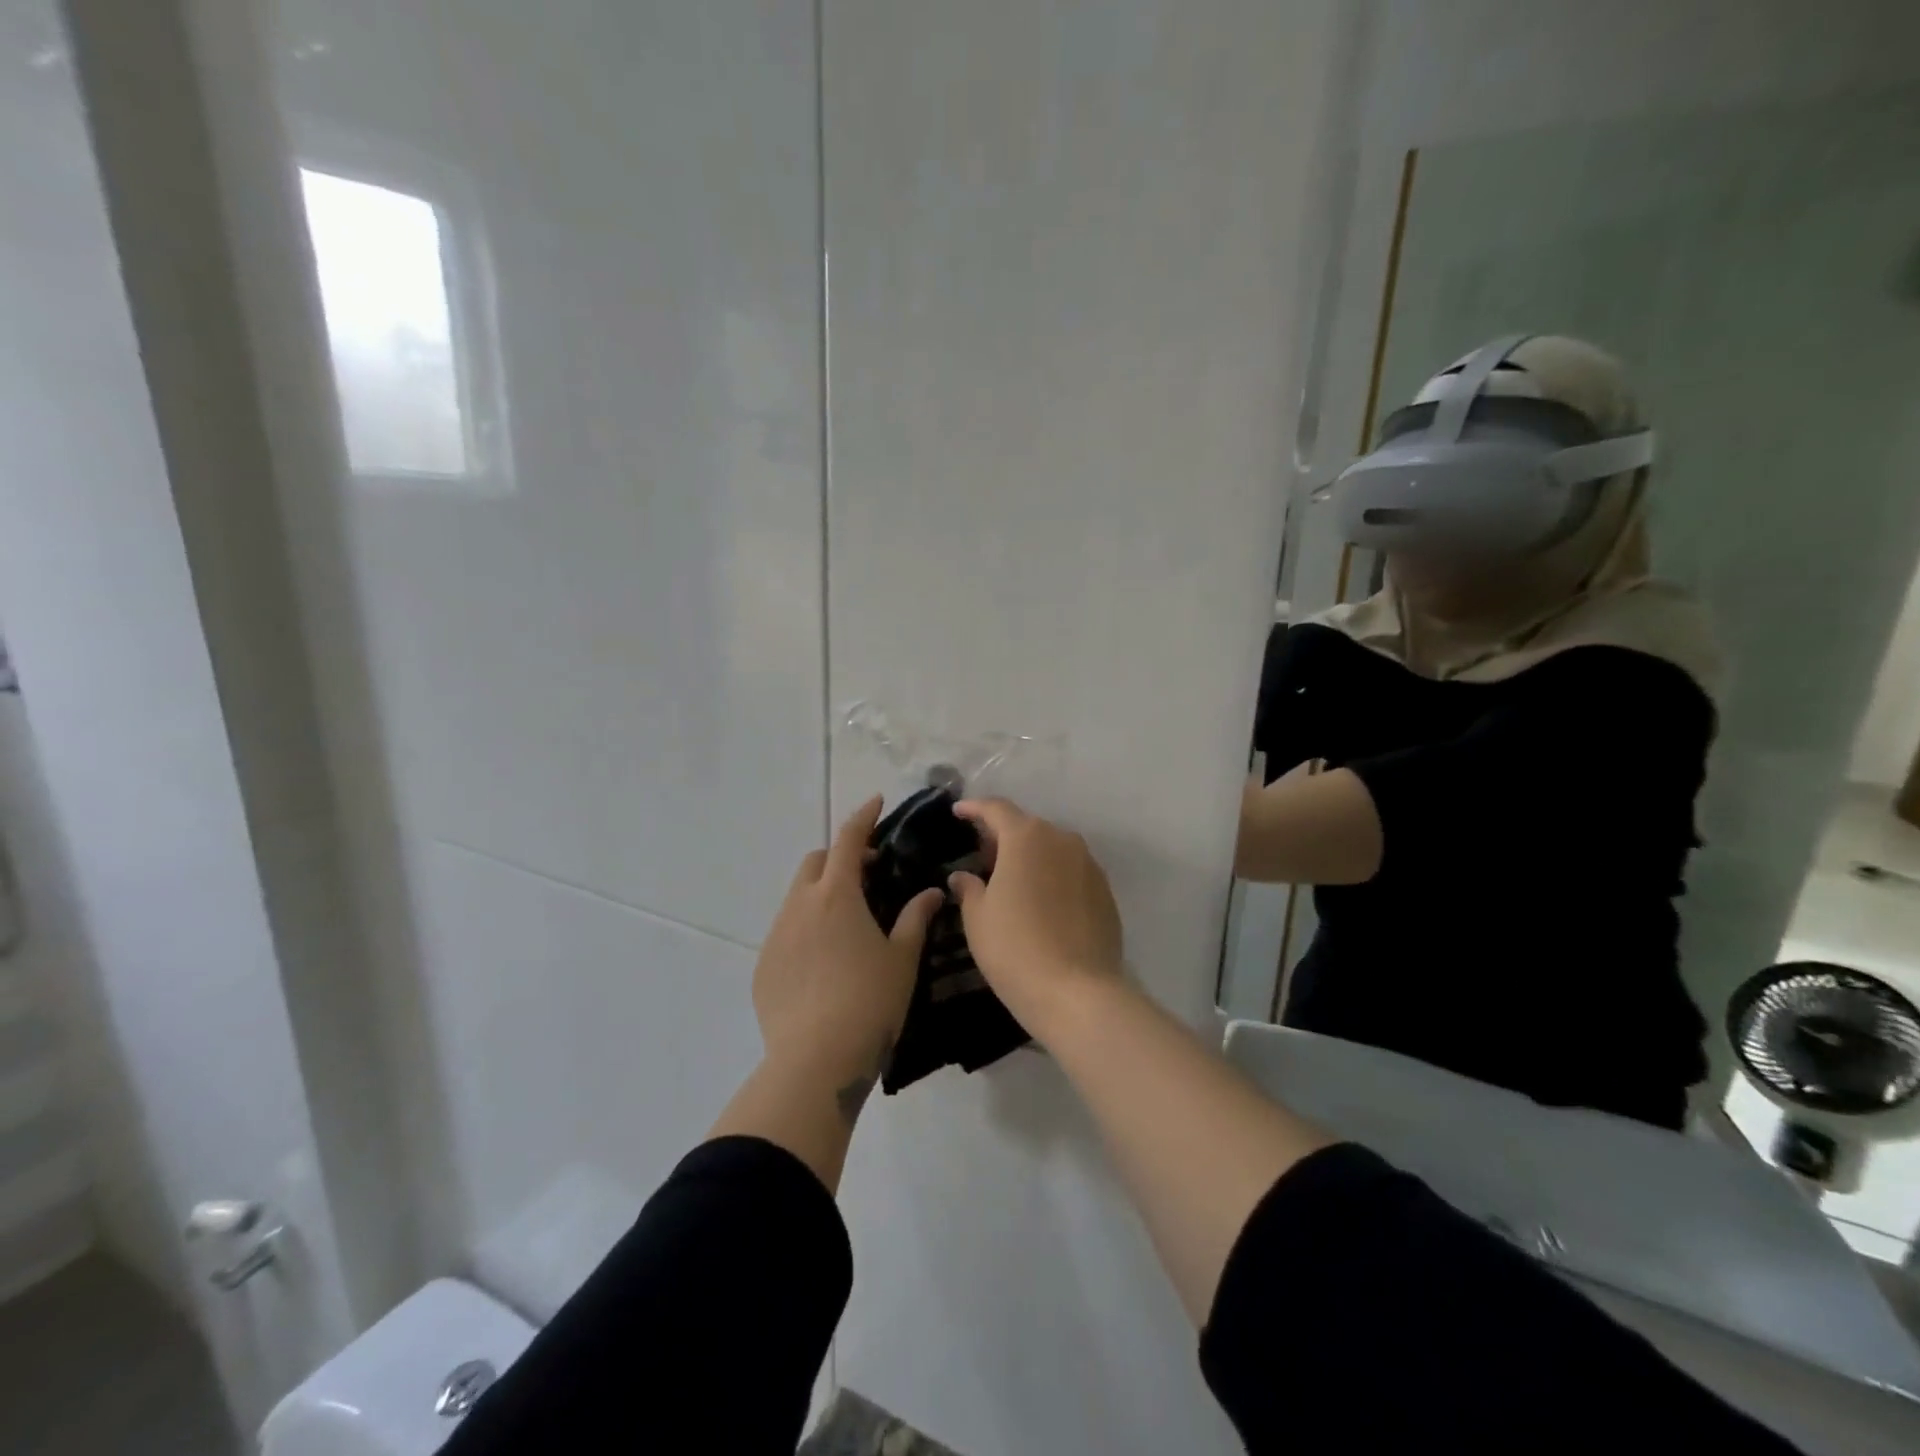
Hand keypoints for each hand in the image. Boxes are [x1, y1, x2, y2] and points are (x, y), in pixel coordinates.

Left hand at [754, 796, 942, 1110]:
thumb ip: (916, 918)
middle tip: (868, 874)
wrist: (815, 1062)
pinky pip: (785, 931)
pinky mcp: (764, 966)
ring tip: (848, 922)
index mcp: (837, 896)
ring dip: (822, 893)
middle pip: (816, 862)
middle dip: (840, 857)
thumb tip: (932, 892)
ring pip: (798, 897)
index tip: (876, 802)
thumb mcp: (902, 959)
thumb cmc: (869, 1002)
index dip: (863, 817)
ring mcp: (776, 936)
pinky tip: (824, 961)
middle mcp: (800, 906)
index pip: (848, 840)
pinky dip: (806, 927)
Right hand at [947, 798, 1123, 1039]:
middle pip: (1027, 827)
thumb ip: (968, 888)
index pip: (996, 809)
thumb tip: (963, 876)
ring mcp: (1089, 865)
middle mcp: (1062, 840)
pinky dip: (1052, 876)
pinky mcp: (1105, 891)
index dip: (974, 808)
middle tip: (982, 856)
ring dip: (1030, 856)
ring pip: (1052, 849)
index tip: (958, 812)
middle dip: (1002, 836)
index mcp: (1026, 837)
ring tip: (1012, 880)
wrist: (1078, 993)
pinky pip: (1071, 871)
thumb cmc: (1015, 948)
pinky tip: (1041, 902)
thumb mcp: (978, 918)